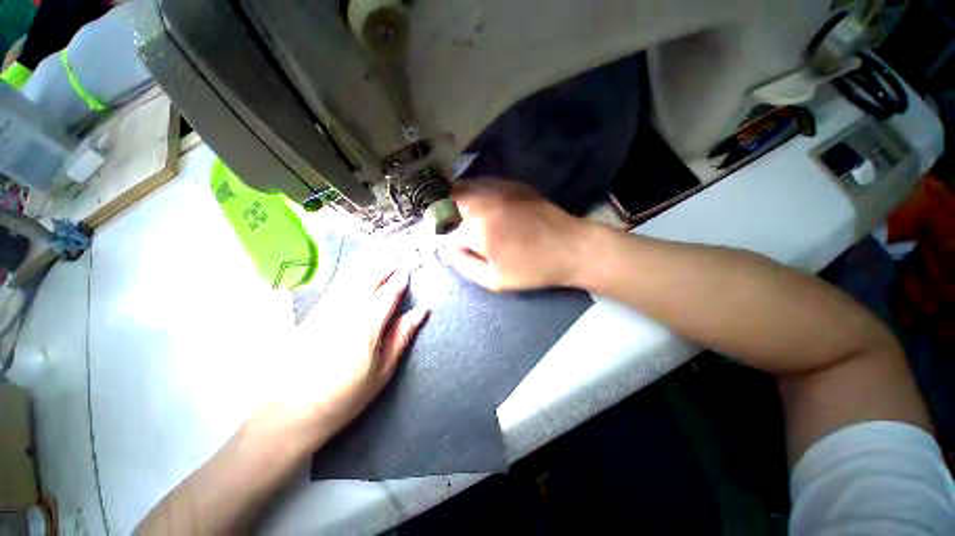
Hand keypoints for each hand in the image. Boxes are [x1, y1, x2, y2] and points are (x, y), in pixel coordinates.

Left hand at [276, 250, 428, 438]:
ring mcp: (325, 313)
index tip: (408, 270)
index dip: (398, 281)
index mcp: (365, 329)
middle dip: (383, 267)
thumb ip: (401, 337)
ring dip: (367, 267)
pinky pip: (335, 288)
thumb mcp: (382, 371)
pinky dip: (349, 276)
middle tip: (396, 256)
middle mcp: (344, 314)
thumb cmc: (345, 396)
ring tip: (380, 256)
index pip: (386, 296)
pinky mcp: (312, 316)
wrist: (291, 412)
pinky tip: (355, 272)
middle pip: (366, 282)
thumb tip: (420, 313)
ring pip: (349, 281)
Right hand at [440, 178, 590, 291]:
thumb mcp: (494, 279)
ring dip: (450, 199)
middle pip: (446, 198)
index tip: (434, 242)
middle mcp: (483, 201)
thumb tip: (445, 251)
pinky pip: (480, 183)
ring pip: (461, 186)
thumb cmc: (532, 269)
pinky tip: (474, 205)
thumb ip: (463, 265)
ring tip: (452, 215)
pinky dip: (469, 192)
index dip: (434, 235)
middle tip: (440, 227)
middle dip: (437, 212)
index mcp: (477, 227)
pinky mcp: (511, 184)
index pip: (441, 227)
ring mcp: (498, 188)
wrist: (571, 247)